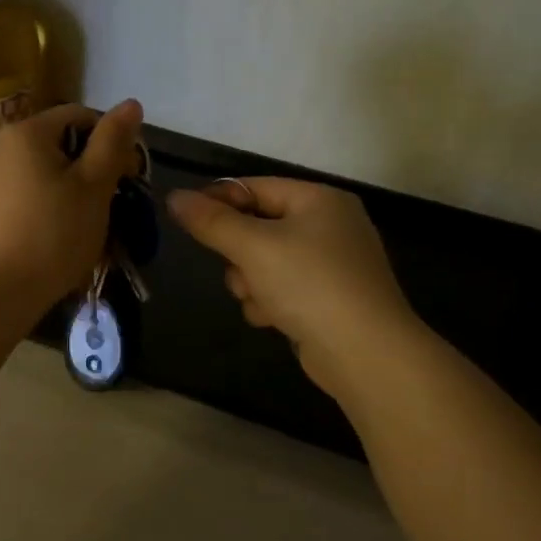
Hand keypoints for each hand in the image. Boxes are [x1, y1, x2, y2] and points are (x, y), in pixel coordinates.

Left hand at [0, 100, 143, 319]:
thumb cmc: (50, 237)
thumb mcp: (93, 188)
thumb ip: (112, 142)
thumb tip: (130, 102)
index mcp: (25, 132)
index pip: (79, 115)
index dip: (111, 141)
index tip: (128, 178)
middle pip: (56, 145)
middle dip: (88, 171)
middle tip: (109, 208)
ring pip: (38, 174)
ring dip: (66, 193)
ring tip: (82, 230)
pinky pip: (19, 198)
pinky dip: (42, 210)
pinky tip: (51, 241)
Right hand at [168, 177, 421, 400]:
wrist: (365, 353)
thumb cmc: (310, 285)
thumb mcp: (254, 247)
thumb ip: (212, 221)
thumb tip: (175, 197)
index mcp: (319, 200)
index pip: (256, 187)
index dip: (218, 200)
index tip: (185, 219)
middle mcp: (329, 226)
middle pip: (258, 227)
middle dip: (239, 253)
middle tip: (238, 269)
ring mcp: (331, 265)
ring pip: (265, 262)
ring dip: (251, 282)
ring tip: (259, 300)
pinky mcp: (328, 300)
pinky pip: (283, 289)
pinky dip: (271, 302)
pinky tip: (273, 319)